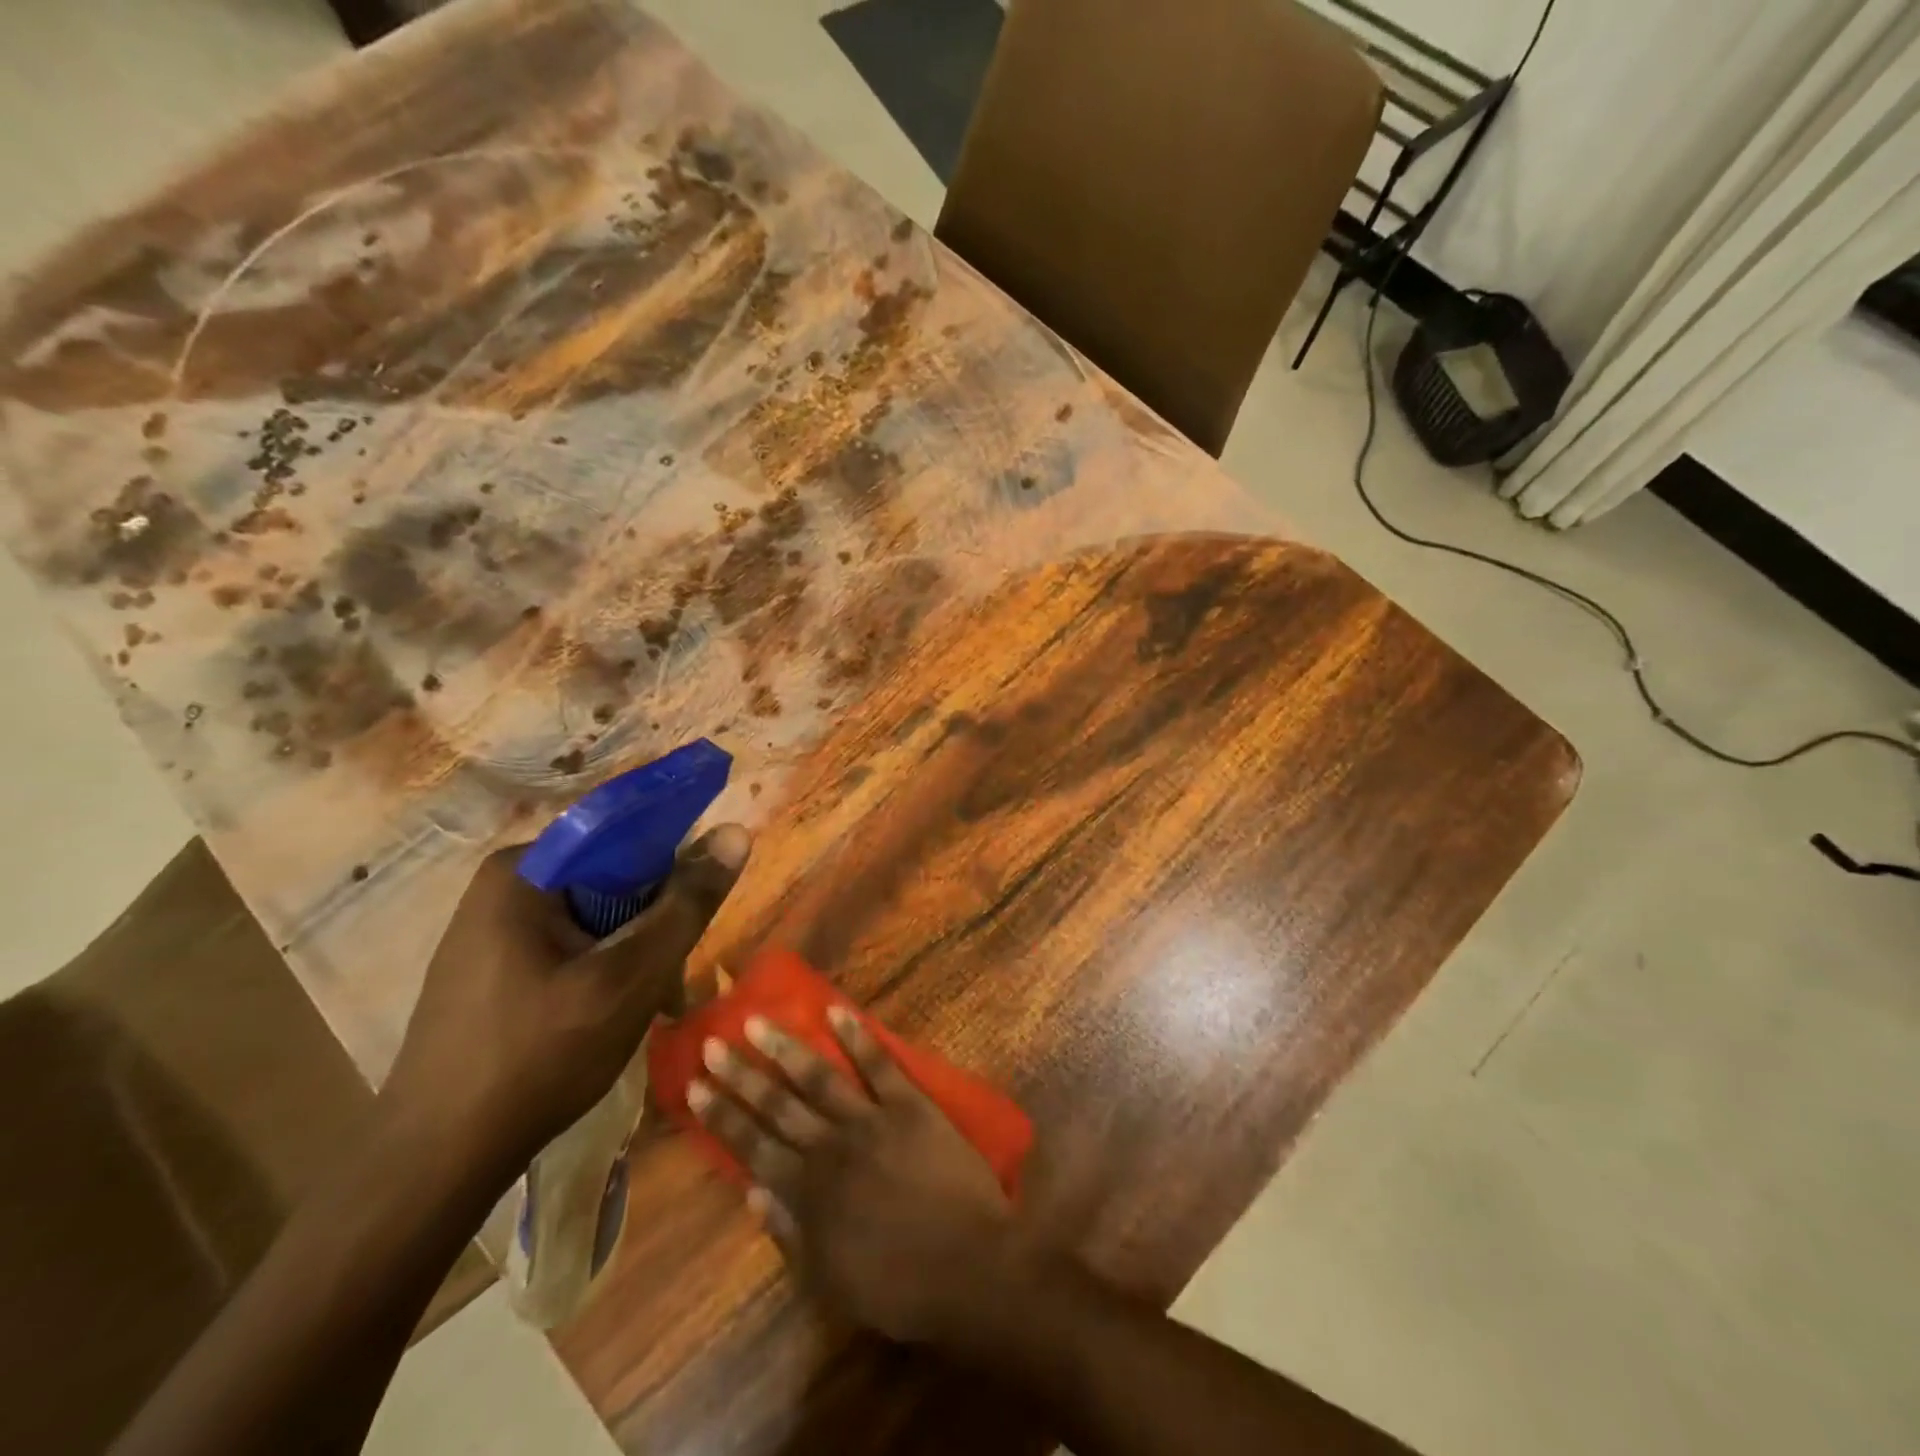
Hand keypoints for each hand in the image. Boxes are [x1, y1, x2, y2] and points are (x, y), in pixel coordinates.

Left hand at [382, 825, 750, 1177]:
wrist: (434, 1164)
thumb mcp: (630, 977)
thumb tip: (736, 832)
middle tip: (670, 986)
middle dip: (652, 929)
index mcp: (524, 871)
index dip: (672, 872)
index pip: (625, 838)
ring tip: (650, 1010)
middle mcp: (503, 887)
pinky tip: (611, 1019)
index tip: (692, 921)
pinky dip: (601, 974)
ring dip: (633, 957)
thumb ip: (686, 905)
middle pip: (611, 882)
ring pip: (594, 920)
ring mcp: (491, 931)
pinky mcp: (490, 970)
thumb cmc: (538, 1057)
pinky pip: (567, 949)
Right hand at [690, 1007, 1018, 1343]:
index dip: (722, 1116)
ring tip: (756, 1022)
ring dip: (785, 1048)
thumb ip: (788, 1233)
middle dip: (741, 1075)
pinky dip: (857, 1037)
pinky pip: (879, 1064)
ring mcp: (870, 1120)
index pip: (753, 1146)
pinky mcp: (909, 1104)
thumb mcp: (830, 1279)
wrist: (968, 1265)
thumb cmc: (898, 1283)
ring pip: (818, 1077)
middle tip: (712, 1044)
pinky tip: (836, 1012)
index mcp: (808, 1192)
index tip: (694, 1087)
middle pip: (777, 1105)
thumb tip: (750, 1192)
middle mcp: (830, 1147)